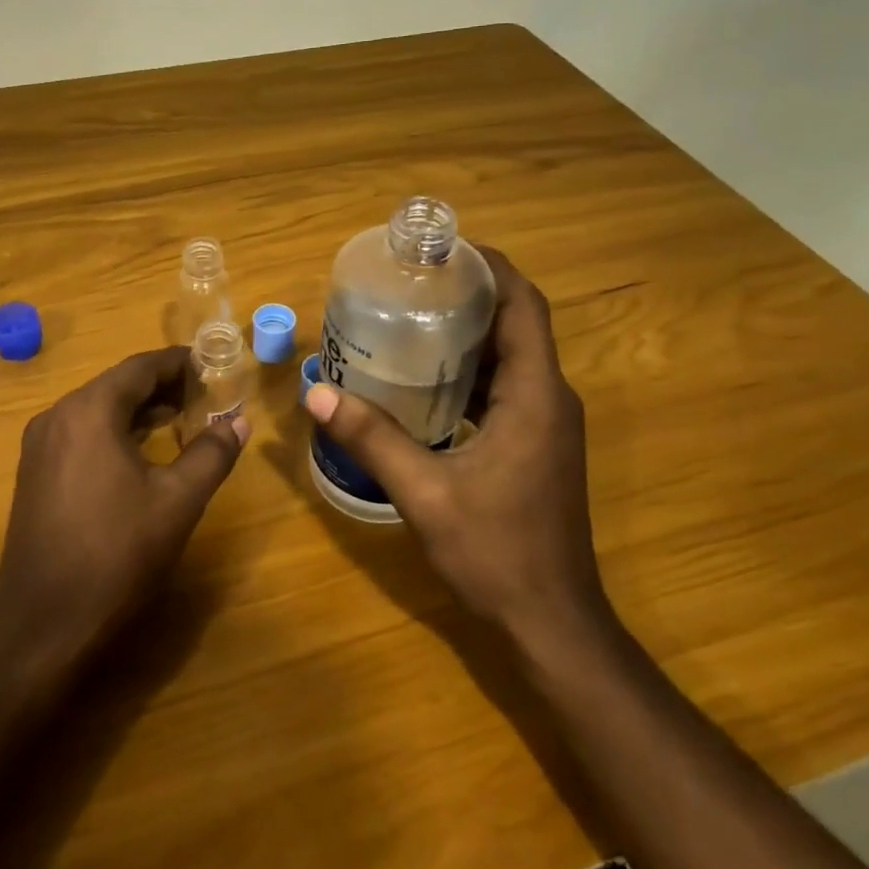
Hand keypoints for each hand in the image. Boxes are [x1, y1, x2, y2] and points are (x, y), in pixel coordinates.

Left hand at [0, 347, 249, 673]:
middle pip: (116, 385)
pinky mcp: (34, 474)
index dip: (178, 363)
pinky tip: (140, 451)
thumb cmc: (117, 554)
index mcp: (88, 412)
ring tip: (180, 418)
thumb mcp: (178, 501)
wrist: (45, 624)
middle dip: (161, 385)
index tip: (211, 364)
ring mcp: (39, 447)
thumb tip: (238, 421)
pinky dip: (114, 431)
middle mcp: (57, 417)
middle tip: (204, 393)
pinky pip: (81, 434)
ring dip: (138, 409)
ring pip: (97, 410)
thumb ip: (212, 453)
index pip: (140, 368)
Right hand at [303, 247, 609, 653]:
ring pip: (512, 358)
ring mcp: (548, 425)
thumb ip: (372, 438)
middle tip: (413, 280)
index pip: (525, 306)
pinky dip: (473, 372)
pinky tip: (428, 381)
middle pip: (518, 325)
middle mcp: (550, 399)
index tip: (447, 247)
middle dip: (472, 295)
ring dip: (471, 334)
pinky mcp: (537, 447)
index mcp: (535, 396)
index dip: (493, 267)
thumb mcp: (424, 493)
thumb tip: (316, 392)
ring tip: (413, 318)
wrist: (552, 621)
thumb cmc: (497, 552)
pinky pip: (507, 389)